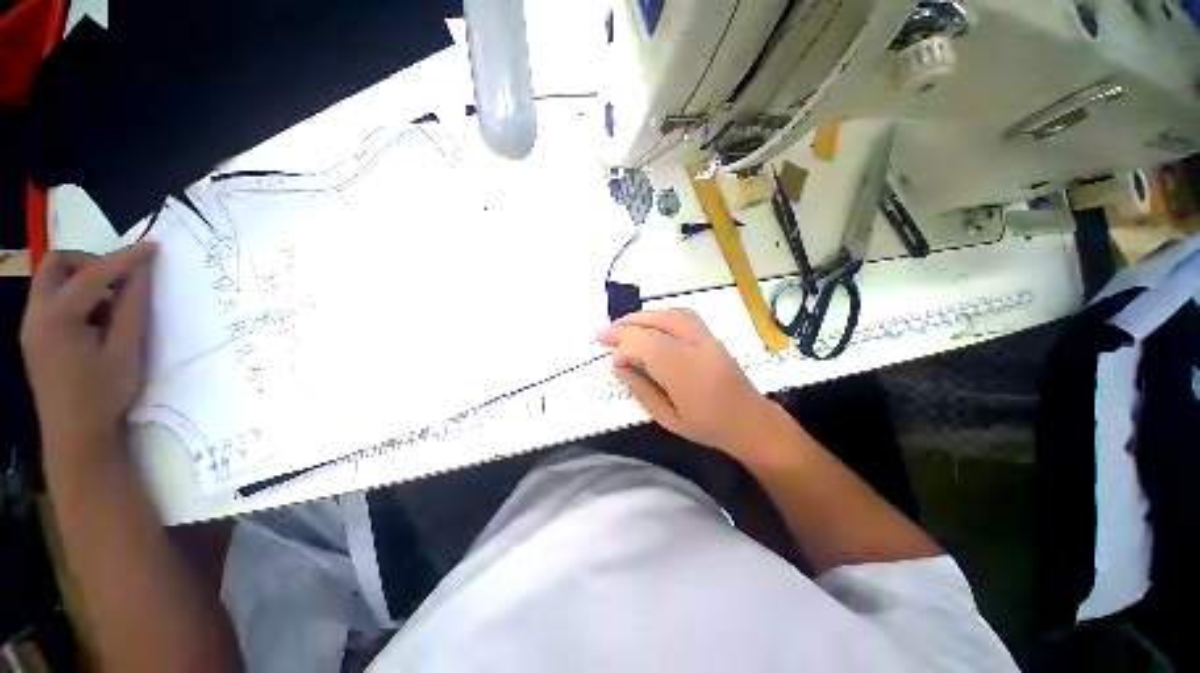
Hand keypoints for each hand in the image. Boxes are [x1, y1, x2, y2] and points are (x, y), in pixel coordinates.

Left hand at [20, 244, 156, 451]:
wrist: (75, 436)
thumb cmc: (102, 395)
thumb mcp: (124, 351)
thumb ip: (131, 308)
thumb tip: (141, 273)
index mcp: (57, 317)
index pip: (93, 273)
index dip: (125, 257)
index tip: (154, 247)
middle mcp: (36, 314)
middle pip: (56, 264)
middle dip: (89, 262)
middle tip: (119, 278)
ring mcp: (31, 325)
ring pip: (52, 281)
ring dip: (82, 281)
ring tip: (111, 305)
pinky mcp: (35, 336)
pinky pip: (52, 300)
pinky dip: (76, 299)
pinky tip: (96, 322)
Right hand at [596, 309, 784, 459]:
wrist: (750, 421)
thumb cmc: (706, 426)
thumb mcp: (666, 417)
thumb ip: (640, 388)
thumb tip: (617, 364)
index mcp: (683, 372)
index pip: (645, 344)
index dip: (621, 341)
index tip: (603, 346)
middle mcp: (695, 347)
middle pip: (655, 324)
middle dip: (625, 325)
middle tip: (604, 332)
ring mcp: (706, 337)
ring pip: (669, 314)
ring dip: (642, 316)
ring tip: (622, 324)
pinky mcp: (711, 335)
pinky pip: (682, 315)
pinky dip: (660, 314)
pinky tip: (649, 323)